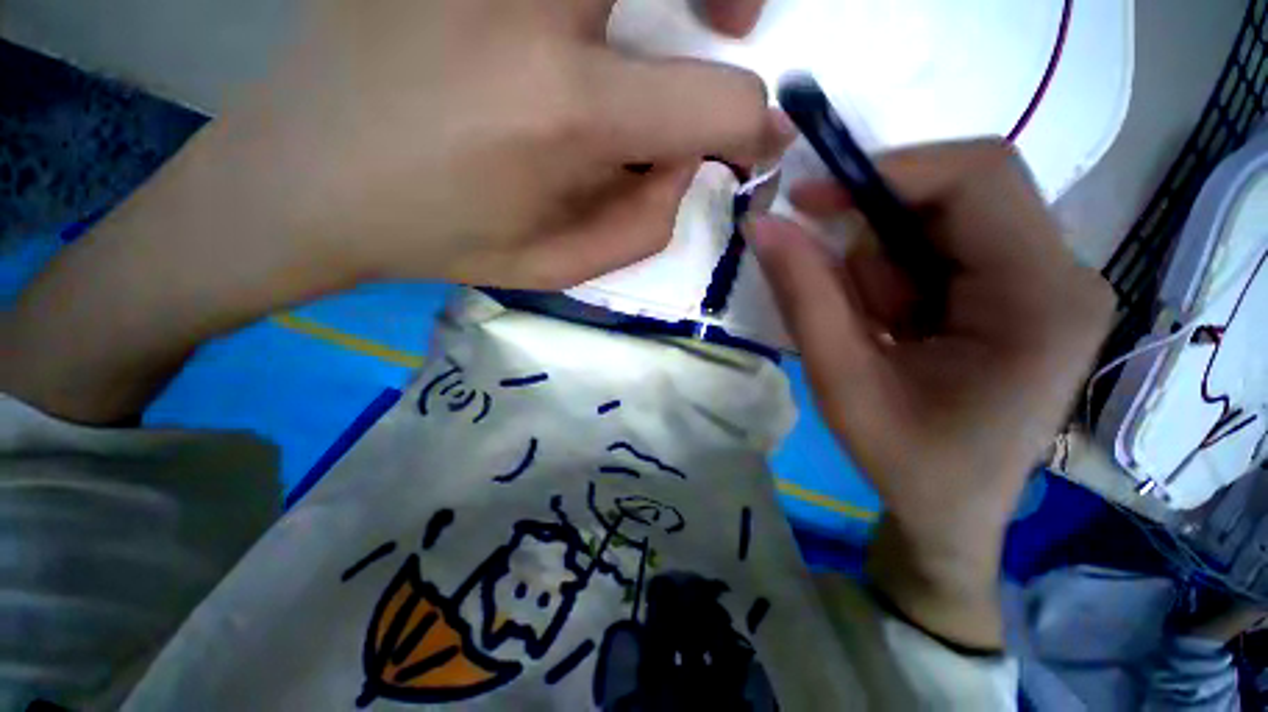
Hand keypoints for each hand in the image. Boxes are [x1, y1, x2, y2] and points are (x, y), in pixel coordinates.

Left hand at [2, 0, 783, 422]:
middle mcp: (542, 13)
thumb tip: (704, 177)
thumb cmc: (402, 236)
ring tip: (708, 11)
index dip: (758, 135)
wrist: (278, 197)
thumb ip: (641, 222)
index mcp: (566, 115)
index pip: (724, 113)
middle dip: (731, 10)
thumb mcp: (543, 263)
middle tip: (751, 25)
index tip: (778, 148)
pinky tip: (614, 33)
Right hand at [747, 140, 1114, 647]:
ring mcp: (1050, 282)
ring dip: (885, 266)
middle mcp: (1064, 275)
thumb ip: (803, 296)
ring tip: (875, 330)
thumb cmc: (905, 461)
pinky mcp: (1025, 292)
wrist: (951, 512)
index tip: (809, 201)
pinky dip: (897, 276)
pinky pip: (945, 248)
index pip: (978, 177)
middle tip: (841, 295)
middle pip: (960, 196)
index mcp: (1041, 299)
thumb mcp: (840, 381)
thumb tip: (764, 224)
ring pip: (944, 222)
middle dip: (879, 232)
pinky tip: (892, 326)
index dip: (886, 171)